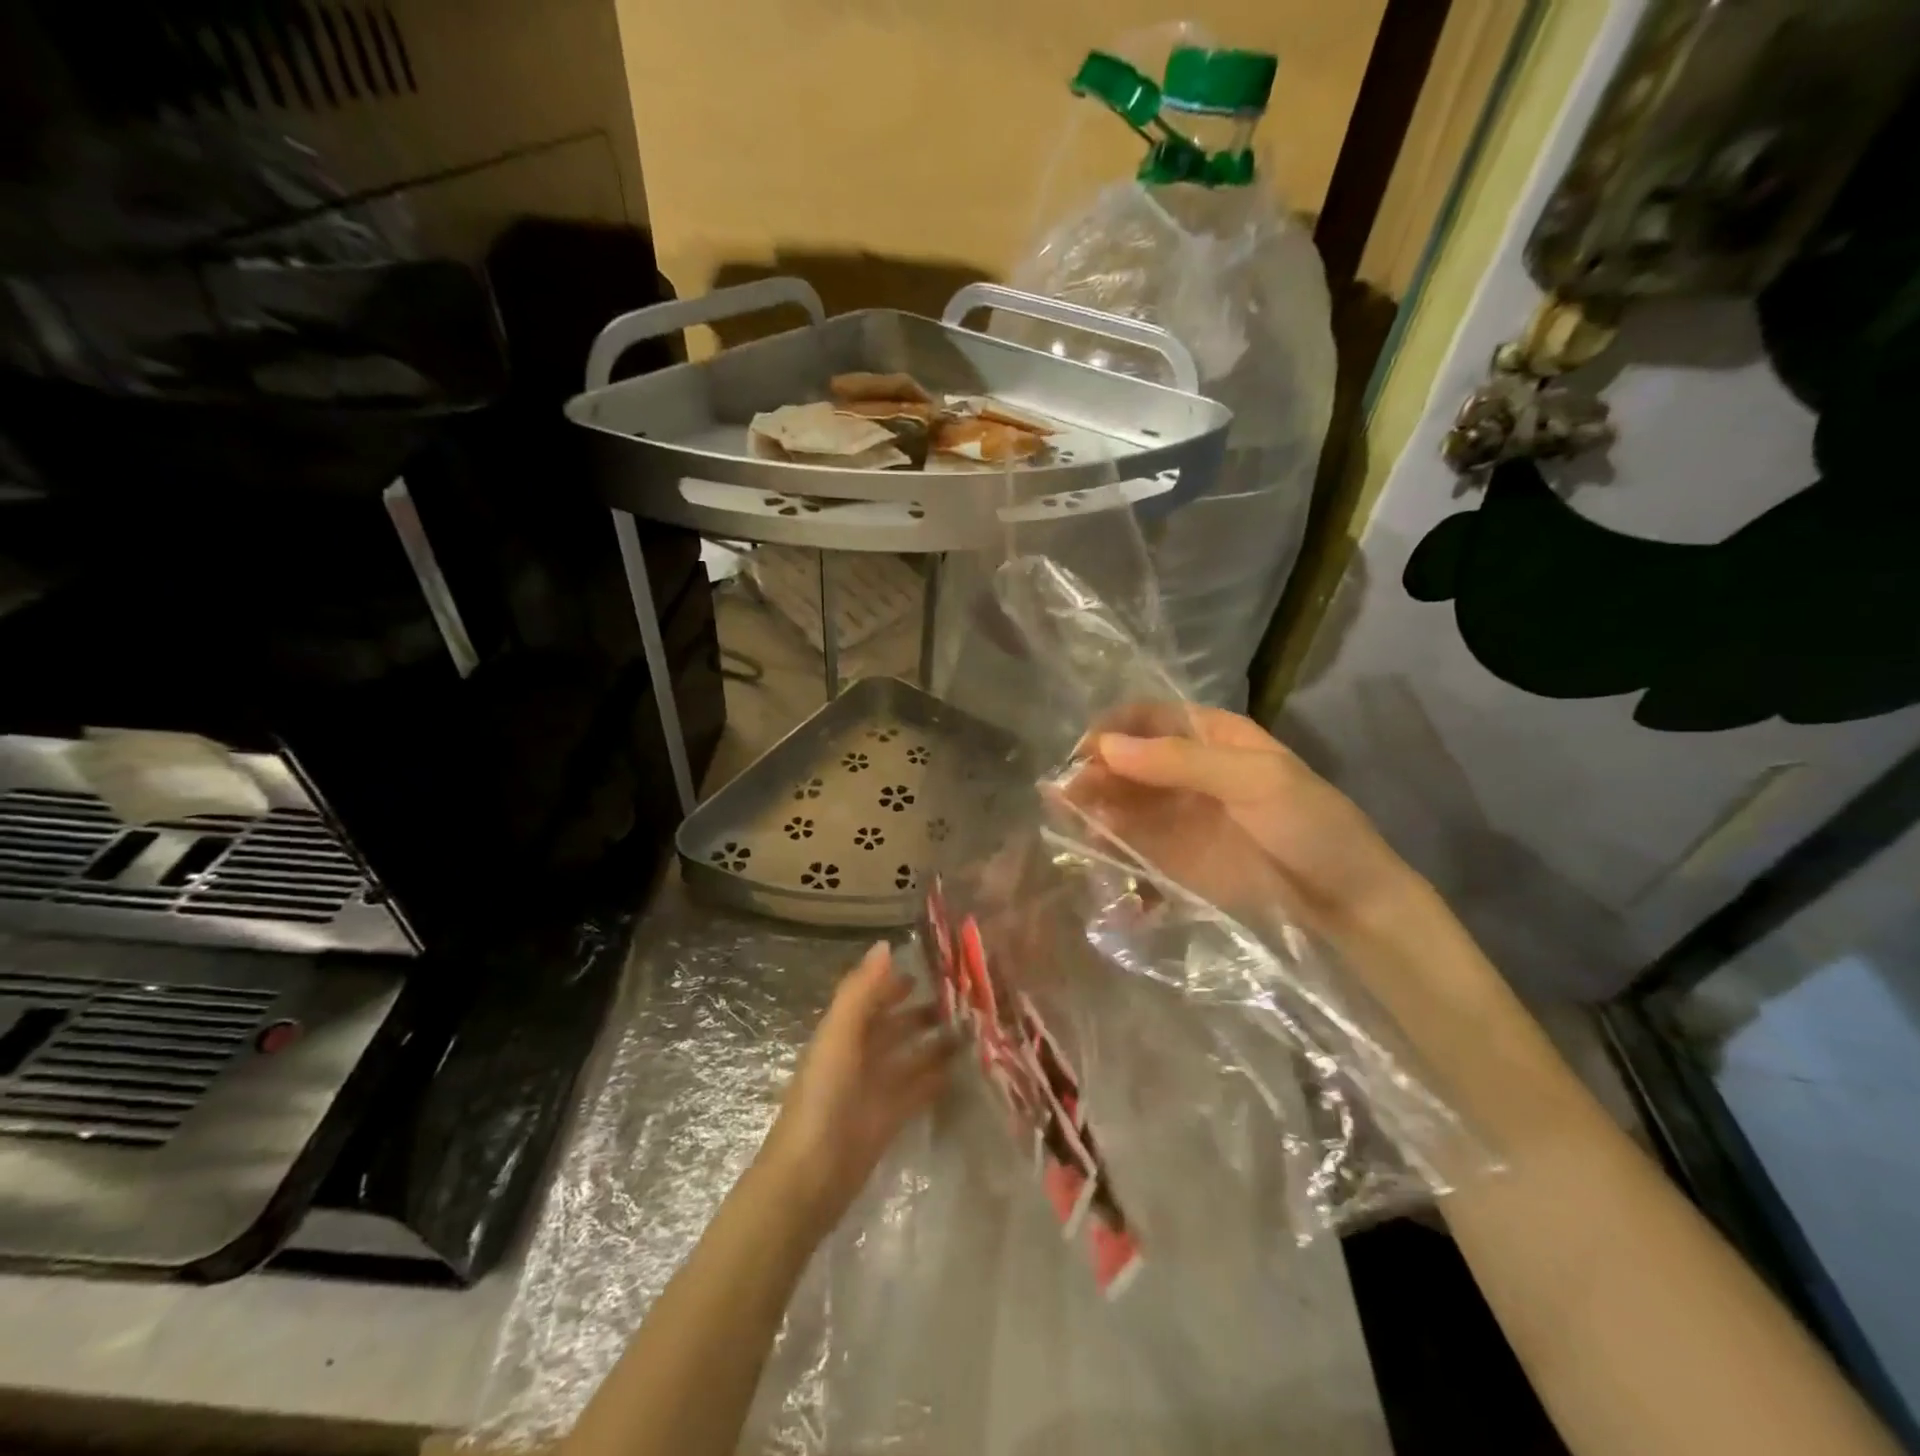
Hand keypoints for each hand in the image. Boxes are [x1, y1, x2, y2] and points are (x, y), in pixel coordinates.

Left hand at [756, 942, 952, 1238]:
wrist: (809, 1179)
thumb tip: (885, 944)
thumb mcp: (838, 1036)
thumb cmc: (822, 1098)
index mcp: (842, 1032)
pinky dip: (937, 1077)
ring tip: (974, 1027)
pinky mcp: (889, 1119)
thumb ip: (860, 991)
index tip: (936, 966)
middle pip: (895, 1025)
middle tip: (967, 997)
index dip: (897, 980)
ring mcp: (874, 1088)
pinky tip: (965, 1067)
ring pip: (910, 1056)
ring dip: (936, 1042)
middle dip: (924, 1010)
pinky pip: (918, 1090)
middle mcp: (859, 1055)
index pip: (873, 997)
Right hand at [1066, 705, 1424, 940]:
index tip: (1085, 751)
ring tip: (1070, 822)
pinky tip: (1092, 851)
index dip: (1113, 729)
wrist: (1347, 905)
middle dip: (1094, 771)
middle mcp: (1185, 772)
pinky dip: (1105, 845)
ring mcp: (1176, 817)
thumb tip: (1106, 747)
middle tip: (1066, 794)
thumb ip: (1179, 761)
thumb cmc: (1311, 826)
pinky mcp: (1171, 859)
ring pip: (1119, 802)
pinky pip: (1127, 844)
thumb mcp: (1255, 780)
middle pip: (1125, 761)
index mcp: (1212, 737)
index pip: (1148, 718)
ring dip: (1091, 808)